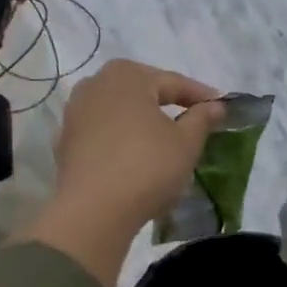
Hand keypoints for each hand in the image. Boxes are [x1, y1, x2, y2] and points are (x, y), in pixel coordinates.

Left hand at [53, 59, 225, 228]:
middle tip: (193, 120)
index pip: (173, 82)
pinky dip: (122, 139)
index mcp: (127, 75)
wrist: (93, 211)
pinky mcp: (65, 141)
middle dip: (168, 104)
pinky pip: (103, 132)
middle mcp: (96, 84)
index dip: (201, 96)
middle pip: (143, 92)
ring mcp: (75, 112)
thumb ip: (202, 118)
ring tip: (164, 139)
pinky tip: (135, 156)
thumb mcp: (186, 142)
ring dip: (143, 121)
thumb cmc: (147, 166)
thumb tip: (216, 105)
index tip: (221, 108)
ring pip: (120, 111)